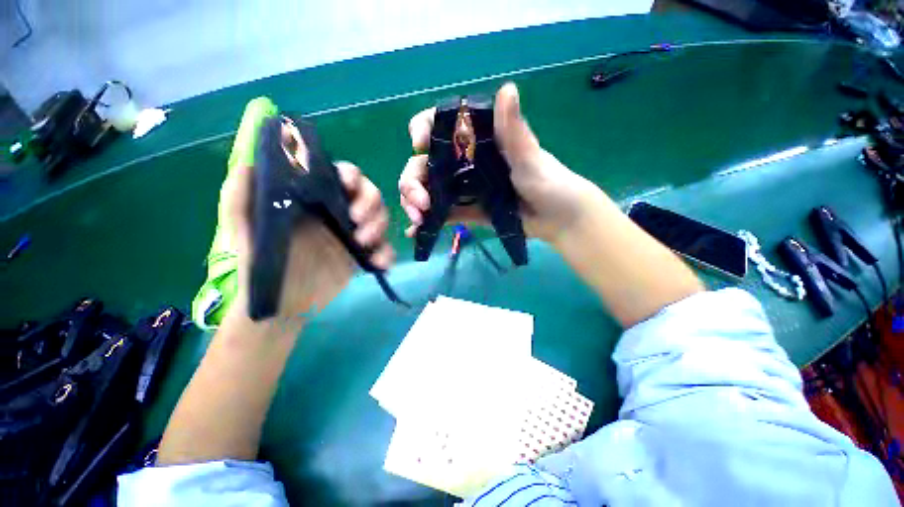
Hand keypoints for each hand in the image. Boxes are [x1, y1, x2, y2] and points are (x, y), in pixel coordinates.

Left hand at [222, 119, 394, 323]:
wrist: (279, 307)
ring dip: (379, 227)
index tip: (348, 185)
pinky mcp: (361, 257)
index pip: (340, 177)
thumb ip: (240, 198)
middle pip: (369, 195)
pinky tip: (378, 264)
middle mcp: (337, 214)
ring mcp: (352, 236)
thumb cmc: (257, 268)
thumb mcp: (242, 231)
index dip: (351, 175)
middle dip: (370, 203)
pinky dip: (387, 254)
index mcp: (314, 202)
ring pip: (380, 219)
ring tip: (363, 244)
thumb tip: (250, 163)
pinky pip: (384, 249)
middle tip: (357, 221)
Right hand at [399, 82, 595, 243]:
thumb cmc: (549, 183)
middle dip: (413, 181)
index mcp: (479, 142)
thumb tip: (507, 88)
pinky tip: (415, 232)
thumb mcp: (530, 158)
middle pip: (426, 164)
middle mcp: (465, 162)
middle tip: (419, 202)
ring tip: (417, 219)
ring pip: (428, 189)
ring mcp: (463, 189)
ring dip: (414, 202)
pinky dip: (427, 222)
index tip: (419, 144)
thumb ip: (514, 131)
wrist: (558, 219)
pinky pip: (442, 214)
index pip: (442, 126)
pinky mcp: (466, 211)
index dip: (423, 129)